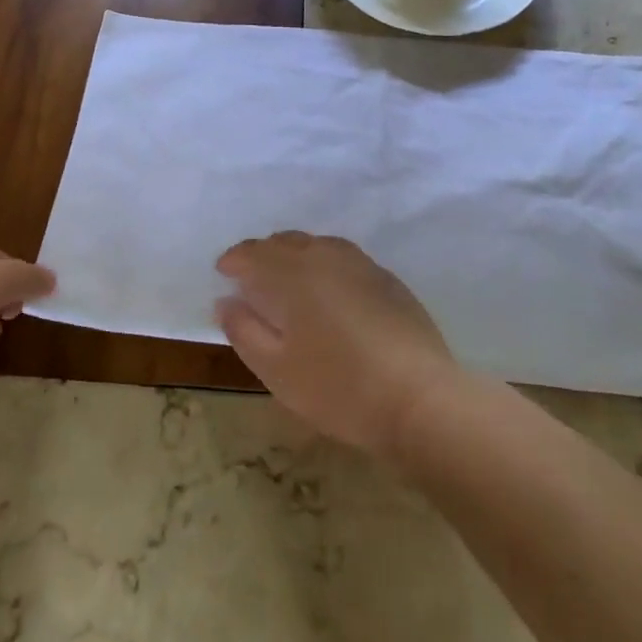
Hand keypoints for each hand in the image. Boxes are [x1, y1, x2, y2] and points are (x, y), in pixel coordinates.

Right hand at [215, 232, 458, 457]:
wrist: (419, 399)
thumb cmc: (337, 387)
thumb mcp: (276, 369)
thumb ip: (244, 330)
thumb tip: (226, 301)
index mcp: (293, 273)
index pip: (254, 253)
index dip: (235, 260)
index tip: (223, 272)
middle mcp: (326, 256)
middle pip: (287, 242)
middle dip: (264, 254)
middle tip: (252, 278)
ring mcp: (362, 265)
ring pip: (319, 245)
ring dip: (296, 256)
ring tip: (289, 281)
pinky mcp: (388, 280)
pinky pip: (345, 259)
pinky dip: (326, 265)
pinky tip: (330, 292)